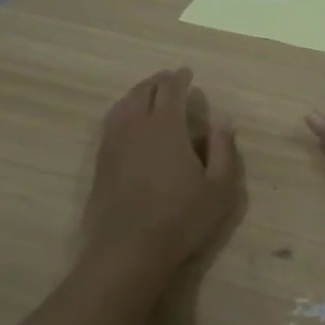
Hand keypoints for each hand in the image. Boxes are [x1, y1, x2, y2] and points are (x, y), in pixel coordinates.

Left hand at [84, 68, 241, 273]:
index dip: (179, 78)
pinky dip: (122, 112)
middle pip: (142, 92)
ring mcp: (113, 144)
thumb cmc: (182, 218)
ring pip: (122, 105)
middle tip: (170, 80)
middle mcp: (135, 127)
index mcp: (166, 127)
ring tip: (148, 95)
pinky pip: (110, 124)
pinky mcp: (100, 163)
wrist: (129, 251)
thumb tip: (224, 122)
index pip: (170, 90)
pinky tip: (128, 123)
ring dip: (137, 94)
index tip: (187, 74)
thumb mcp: (219, 188)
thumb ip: (224, 150)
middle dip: (157, 82)